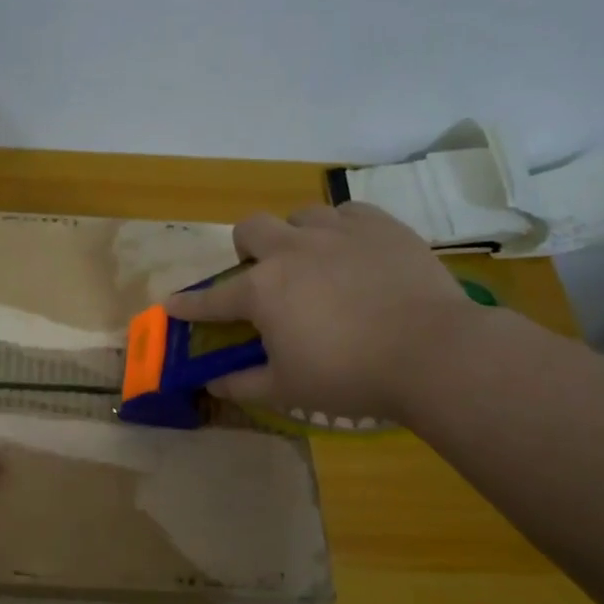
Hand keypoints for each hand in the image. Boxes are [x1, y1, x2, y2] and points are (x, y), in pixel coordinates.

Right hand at [167, 203, 477, 421]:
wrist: (432, 353)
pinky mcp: (382, 226)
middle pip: (252, 228)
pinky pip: (348, 213)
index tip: (171, 305)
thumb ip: (243, 384)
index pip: (213, 299)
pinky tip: (352, 252)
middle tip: (260, 274)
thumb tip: (213, 384)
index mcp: (262, 290)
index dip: (189, 305)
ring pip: (301, 216)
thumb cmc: (348, 376)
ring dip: (295, 236)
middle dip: (246, 248)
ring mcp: (339, 232)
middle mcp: (292, 250)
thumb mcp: (287, 390)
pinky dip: (341, 230)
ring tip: (312, 262)